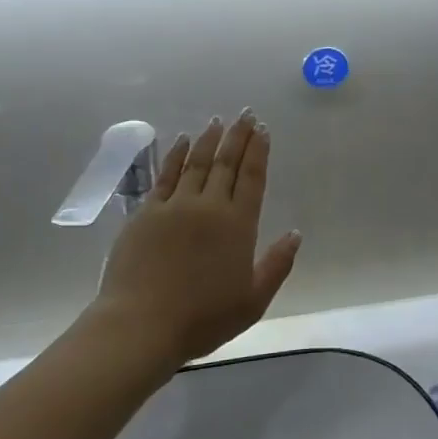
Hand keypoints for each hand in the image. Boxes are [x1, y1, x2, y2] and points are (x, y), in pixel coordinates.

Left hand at [84, 111, 301, 368]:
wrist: (141, 323)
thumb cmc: (202, 318)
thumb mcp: (253, 300)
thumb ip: (276, 265)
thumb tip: (296, 234)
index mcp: (238, 225)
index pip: (251, 178)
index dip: (258, 151)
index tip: (263, 129)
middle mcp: (208, 206)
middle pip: (226, 163)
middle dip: (238, 136)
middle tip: (245, 114)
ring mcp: (174, 206)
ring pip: (196, 163)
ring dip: (209, 139)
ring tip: (218, 121)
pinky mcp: (146, 212)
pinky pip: (165, 175)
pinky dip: (176, 155)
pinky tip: (182, 141)